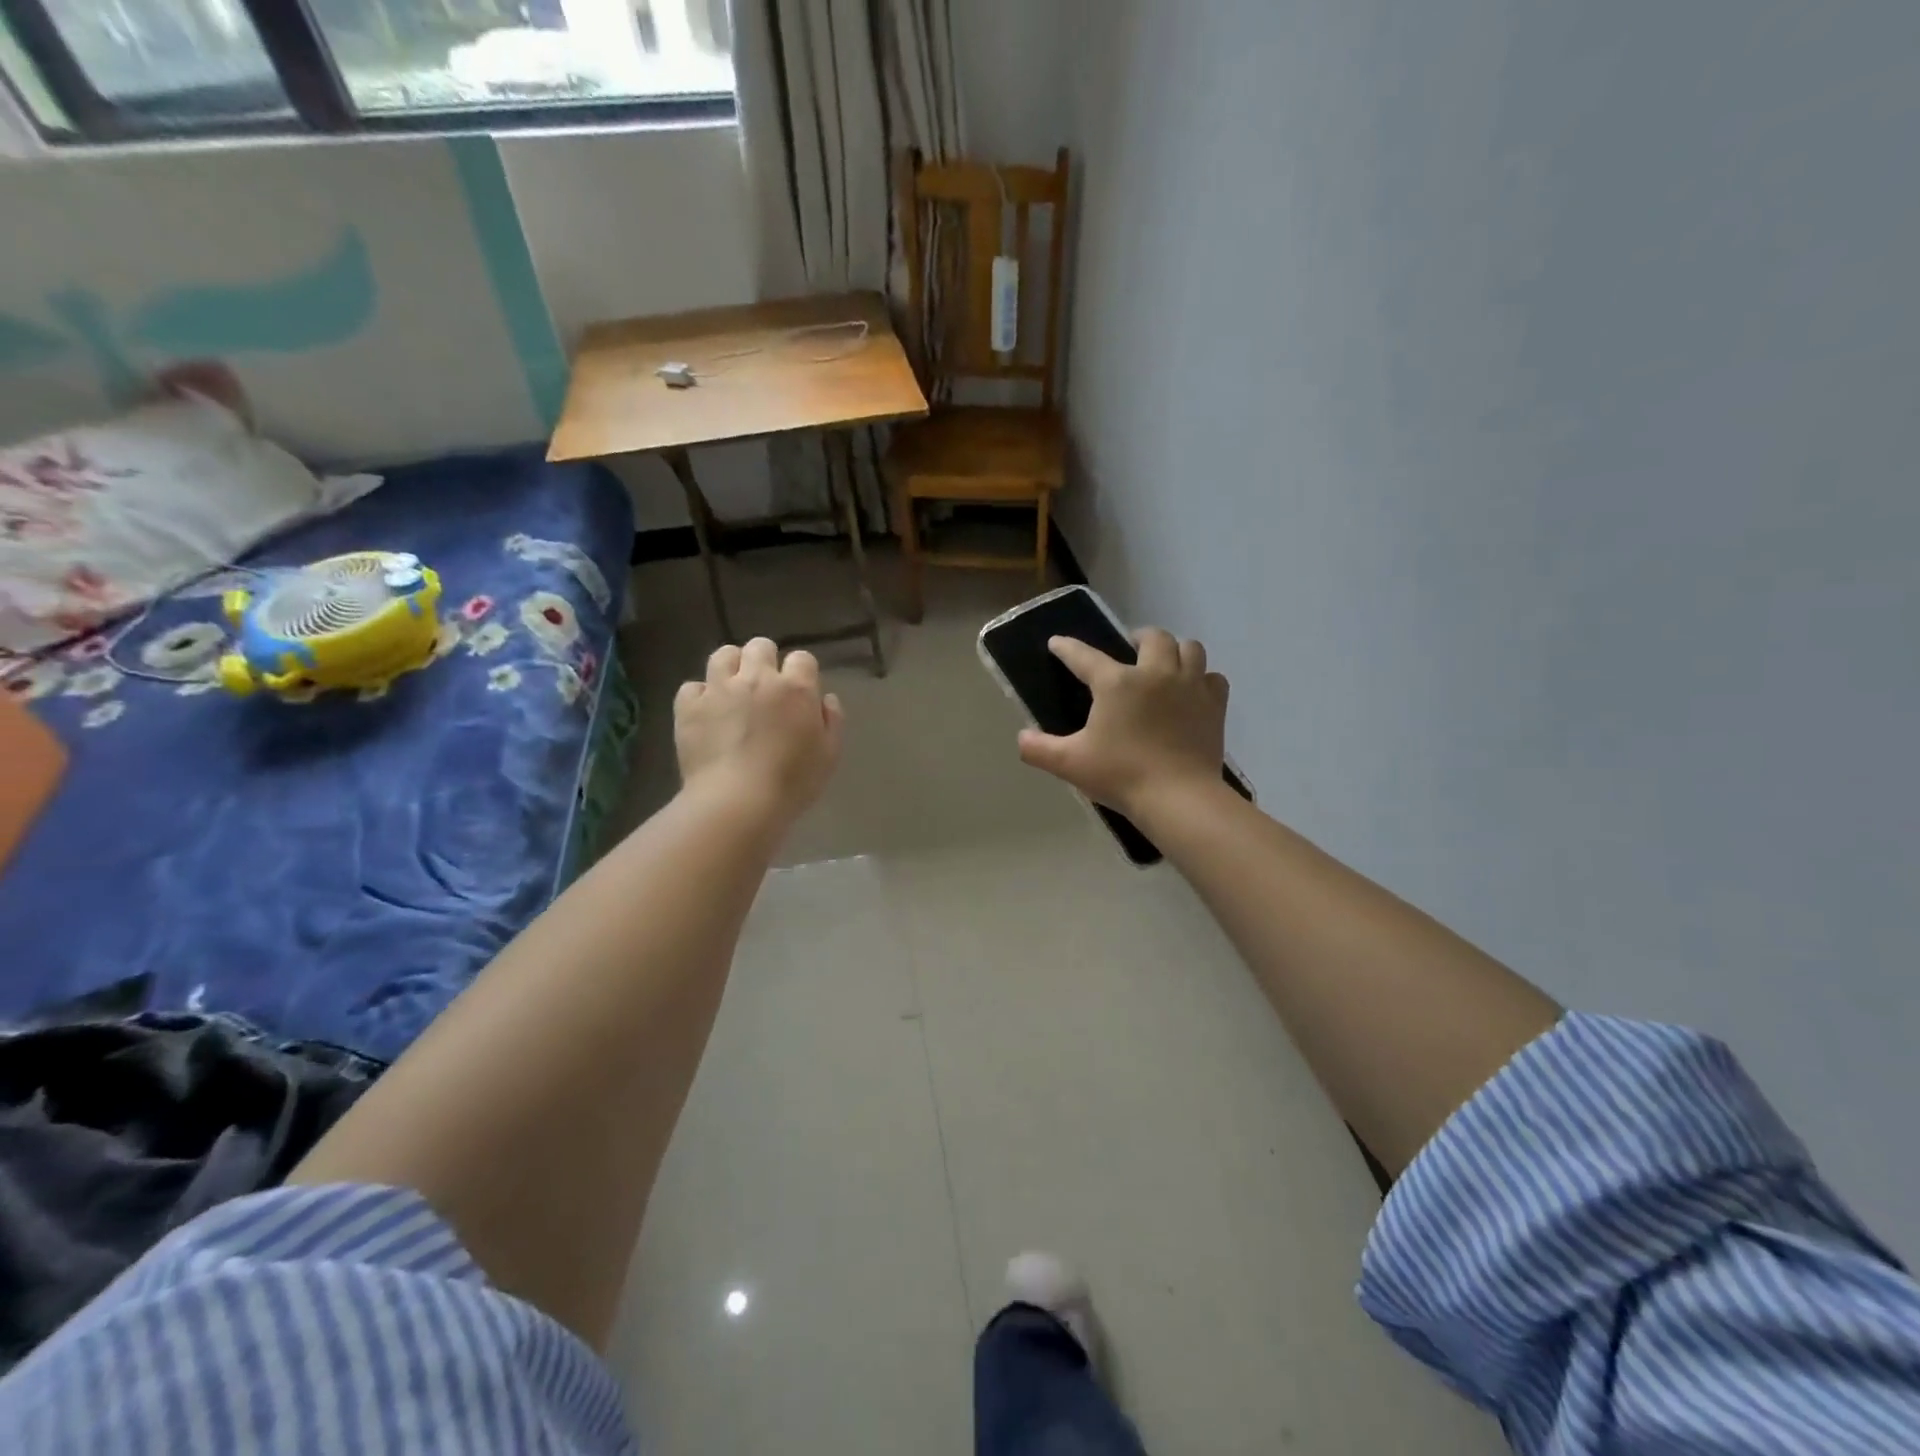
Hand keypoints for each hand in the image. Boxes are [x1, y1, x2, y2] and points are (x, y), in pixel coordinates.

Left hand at [675, 638, 843, 823]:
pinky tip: (706, 713)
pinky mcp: (689, 706)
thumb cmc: (792, 782)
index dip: (802, 672)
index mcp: (795, 688)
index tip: (800, 692)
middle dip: (765, 660)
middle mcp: (757, 678)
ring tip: (733, 688)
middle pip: (760, 646)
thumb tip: (826, 699)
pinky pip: (692, 686)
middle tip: (765, 687)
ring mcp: (719, 689)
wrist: (737, 802)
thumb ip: (832, 721)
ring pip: (723, 655)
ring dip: (731, 666)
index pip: (802, 658)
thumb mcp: (829, 756)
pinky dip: (700, 695)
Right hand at [1016, 628, 1228, 818]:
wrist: (1179, 798)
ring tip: (1165, 665)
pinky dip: (1202, 679)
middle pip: (1152, 637)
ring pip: (1190, 648)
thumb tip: (1021, 738)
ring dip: (1175, 651)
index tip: (1058, 643)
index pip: (1084, 656)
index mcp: (1117, 683)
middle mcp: (1155, 673)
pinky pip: (1213, 678)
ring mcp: (1190, 686)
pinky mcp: (1214, 705)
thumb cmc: (1121, 775)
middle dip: (1139, 638)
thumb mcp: (1070, 764)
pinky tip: (1193, 692)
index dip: (1067, 648)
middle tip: (1129, 651)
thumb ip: (1039, 749)